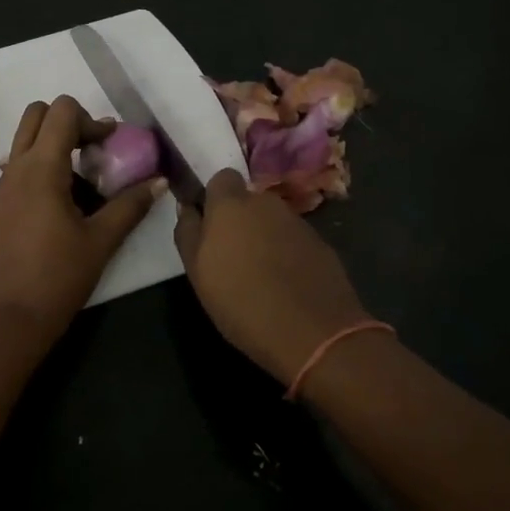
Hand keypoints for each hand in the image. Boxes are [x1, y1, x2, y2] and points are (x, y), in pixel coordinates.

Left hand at [0, 96, 164, 344]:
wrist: (9, 319)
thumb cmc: (59, 277)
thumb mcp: (102, 240)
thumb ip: (131, 205)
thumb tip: (159, 181)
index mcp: (41, 169)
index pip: (61, 111)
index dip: (91, 120)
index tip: (110, 147)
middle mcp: (15, 169)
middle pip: (36, 114)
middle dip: (67, 122)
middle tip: (93, 152)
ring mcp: (0, 188)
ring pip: (23, 142)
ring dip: (53, 146)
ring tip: (82, 182)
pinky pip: (17, 170)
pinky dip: (40, 170)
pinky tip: (60, 207)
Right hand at [174, 169, 370, 384]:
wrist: (313, 333)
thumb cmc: (241, 302)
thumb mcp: (197, 272)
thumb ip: (188, 232)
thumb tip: (187, 206)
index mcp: (231, 205)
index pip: (222, 178)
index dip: (215, 198)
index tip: (210, 226)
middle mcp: (267, 204)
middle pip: (248, 202)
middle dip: (240, 221)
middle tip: (232, 257)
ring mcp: (298, 223)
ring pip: (272, 222)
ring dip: (264, 238)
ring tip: (259, 276)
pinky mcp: (321, 245)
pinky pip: (294, 241)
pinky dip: (287, 255)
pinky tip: (285, 286)